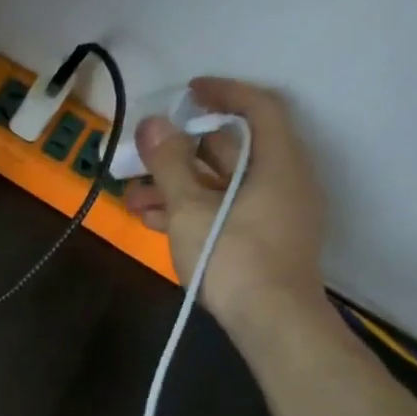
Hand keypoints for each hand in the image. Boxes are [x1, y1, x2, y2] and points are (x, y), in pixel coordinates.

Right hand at [124, 77, 327, 331]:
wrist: (272, 323)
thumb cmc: (233, 256)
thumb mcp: (190, 207)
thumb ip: (169, 164)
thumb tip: (153, 123)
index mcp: (278, 162)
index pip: (257, 107)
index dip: (223, 92)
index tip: (188, 92)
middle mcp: (283, 181)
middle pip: (232, 150)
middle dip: (181, 151)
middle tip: (142, 154)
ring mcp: (274, 214)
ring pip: (221, 185)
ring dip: (177, 186)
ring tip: (133, 198)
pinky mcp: (262, 241)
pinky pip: (224, 211)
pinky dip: (191, 209)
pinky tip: (154, 221)